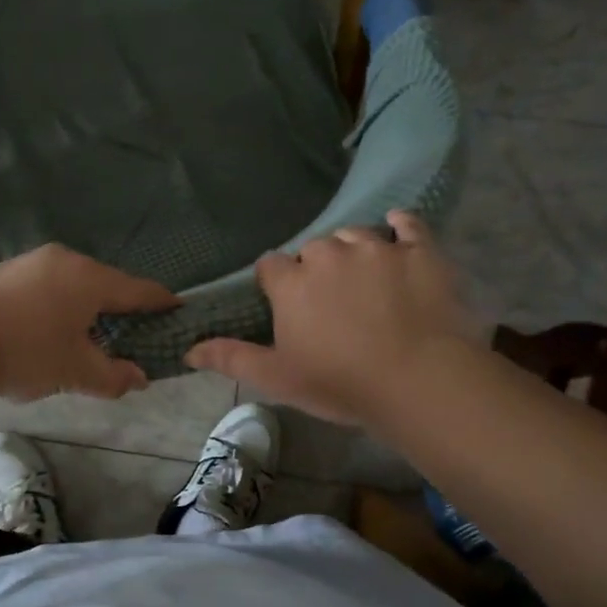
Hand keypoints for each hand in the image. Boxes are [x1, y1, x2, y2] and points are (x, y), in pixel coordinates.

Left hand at [0, 245, 179, 401]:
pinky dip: (49, 302)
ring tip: (81, 330)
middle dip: (117, 304)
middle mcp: (62, 260)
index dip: (160, 301)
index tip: (176, 308)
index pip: (138, 289)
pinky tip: (38, 326)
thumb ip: (113, 376)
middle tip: (127, 328)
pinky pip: (38, 285)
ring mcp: (26, 261)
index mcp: (89, 279)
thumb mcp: (76, 372)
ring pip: (68, 281)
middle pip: (103, 281)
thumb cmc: (26, 354)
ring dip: (80, 302)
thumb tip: (139, 378)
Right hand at [185, 212, 489, 425]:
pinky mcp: (420, 251)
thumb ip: (231, 357)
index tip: (288, 305)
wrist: (419, 381)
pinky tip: (399, 230)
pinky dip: (401, 225)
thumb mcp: (278, 377)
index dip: (277, 284)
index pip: (271, 266)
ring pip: (356, 235)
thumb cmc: (341, 383)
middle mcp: (329, 254)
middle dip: (317, 268)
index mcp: (292, 282)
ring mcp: (377, 248)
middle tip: (331, 301)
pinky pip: (408, 224)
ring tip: (366, 279)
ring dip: (354, 251)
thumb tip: (187, 350)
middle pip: (314, 248)